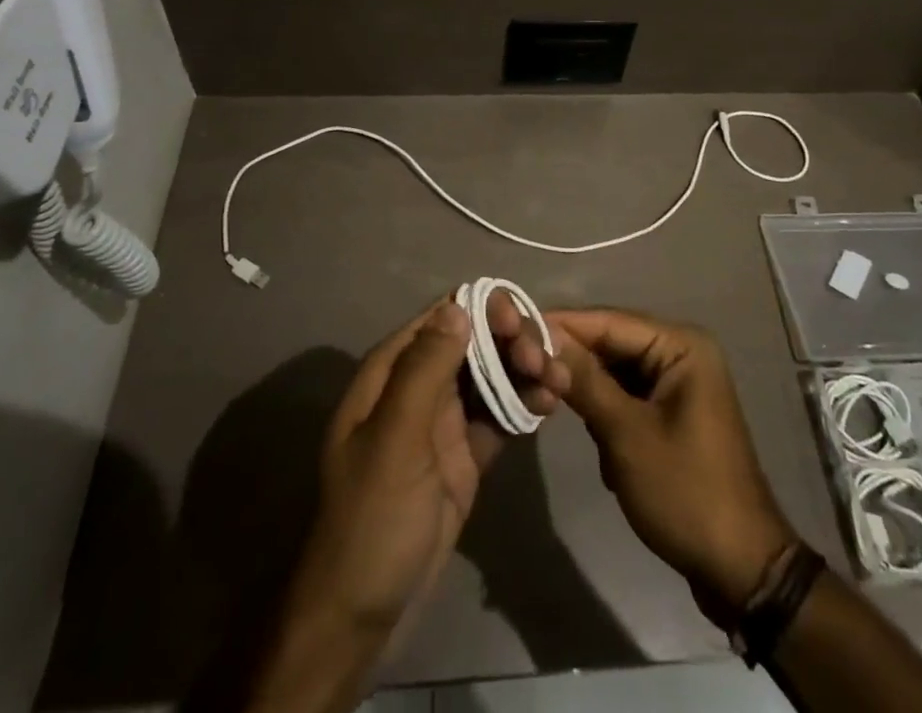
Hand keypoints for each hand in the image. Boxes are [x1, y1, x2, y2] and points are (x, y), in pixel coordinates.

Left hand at [245, 294, 568, 712]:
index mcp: (393, 371)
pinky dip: (524, 404)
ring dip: (525, 370)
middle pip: (474, 340)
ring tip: (558, 382)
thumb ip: (426, 370)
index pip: (443, 316)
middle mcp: (420, 385)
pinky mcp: (466, 454)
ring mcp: (444, 420)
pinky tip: (550, 404)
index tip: (518, 326)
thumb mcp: (396, 440)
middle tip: (544, 362)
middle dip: (511, 341)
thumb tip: (459, 306)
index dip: (484, 309)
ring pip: (492, 374)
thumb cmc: (372, 519)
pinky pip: (500, 414)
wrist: (363, 616)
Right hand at [552, 308, 795, 618]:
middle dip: (573, 362)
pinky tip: (595, 438)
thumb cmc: (685, 492)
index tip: (514, 328)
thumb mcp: (626, 434)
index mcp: (681, 345)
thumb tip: (543, 337)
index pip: (609, 321)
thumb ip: (585, 381)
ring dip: (589, 391)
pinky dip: (606, 413)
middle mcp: (681, 353)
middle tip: (525, 370)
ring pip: (615, 371)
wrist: (740, 569)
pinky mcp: (672, 413)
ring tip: (553, 404)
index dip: (562, 325)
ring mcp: (679, 384)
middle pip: (612, 343)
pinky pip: (627, 396)